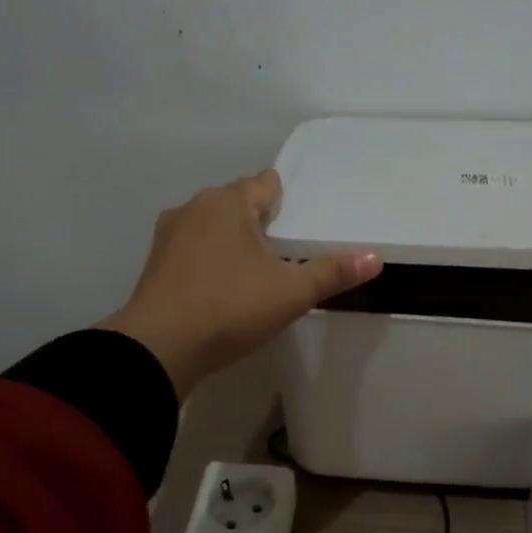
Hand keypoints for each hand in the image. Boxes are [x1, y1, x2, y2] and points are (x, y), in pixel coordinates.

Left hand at [100, 170, 381, 398]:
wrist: (158, 348)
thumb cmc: (230, 308)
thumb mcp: (291, 293)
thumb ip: (333, 272)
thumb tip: (376, 258)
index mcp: (229, 203)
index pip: (264, 183)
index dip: (285, 197)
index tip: (301, 217)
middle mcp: (195, 208)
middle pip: (237, 203)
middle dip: (260, 219)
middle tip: (288, 247)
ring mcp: (170, 235)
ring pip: (212, 225)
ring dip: (233, 239)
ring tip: (258, 268)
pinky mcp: (155, 264)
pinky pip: (194, 249)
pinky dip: (211, 259)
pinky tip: (224, 285)